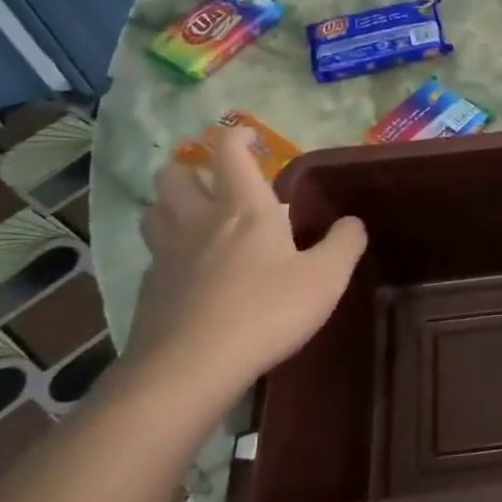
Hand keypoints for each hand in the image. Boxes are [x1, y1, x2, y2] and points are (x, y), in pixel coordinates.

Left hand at [123, 128, 366, 410]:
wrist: (191, 366)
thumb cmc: (266, 312)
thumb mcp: (325, 279)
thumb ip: (343, 245)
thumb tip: (352, 222)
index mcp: (244, 209)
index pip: (230, 153)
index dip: (236, 136)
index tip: (247, 135)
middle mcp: (199, 220)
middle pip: (174, 175)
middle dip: (189, 168)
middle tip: (212, 181)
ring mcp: (167, 254)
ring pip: (154, 210)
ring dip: (169, 204)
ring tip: (192, 218)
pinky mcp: (149, 288)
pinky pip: (153, 254)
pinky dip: (167, 250)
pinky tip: (187, 271)